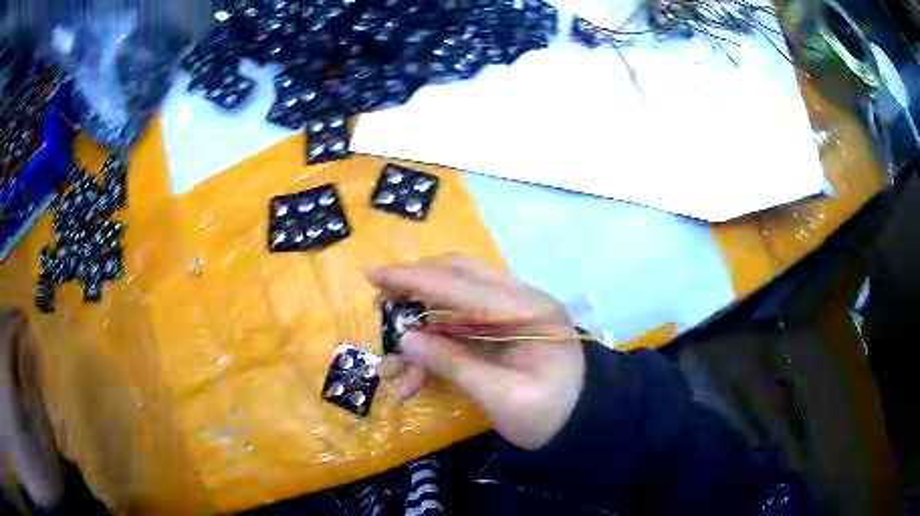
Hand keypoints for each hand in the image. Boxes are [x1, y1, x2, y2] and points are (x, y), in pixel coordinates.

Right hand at [366, 256, 584, 449]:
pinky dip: (434, 348)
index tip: (373, 275)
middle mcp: (520, 300)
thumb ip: (454, 365)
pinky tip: (412, 380)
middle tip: (379, 302)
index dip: (414, 278)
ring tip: (391, 357)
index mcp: (528, 311)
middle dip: (415, 286)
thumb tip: (405, 340)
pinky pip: (461, 327)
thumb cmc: (551, 416)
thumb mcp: (503, 397)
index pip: (462, 284)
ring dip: (420, 323)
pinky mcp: (503, 331)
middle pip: (458, 276)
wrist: (583, 427)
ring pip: (455, 300)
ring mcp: (512, 314)